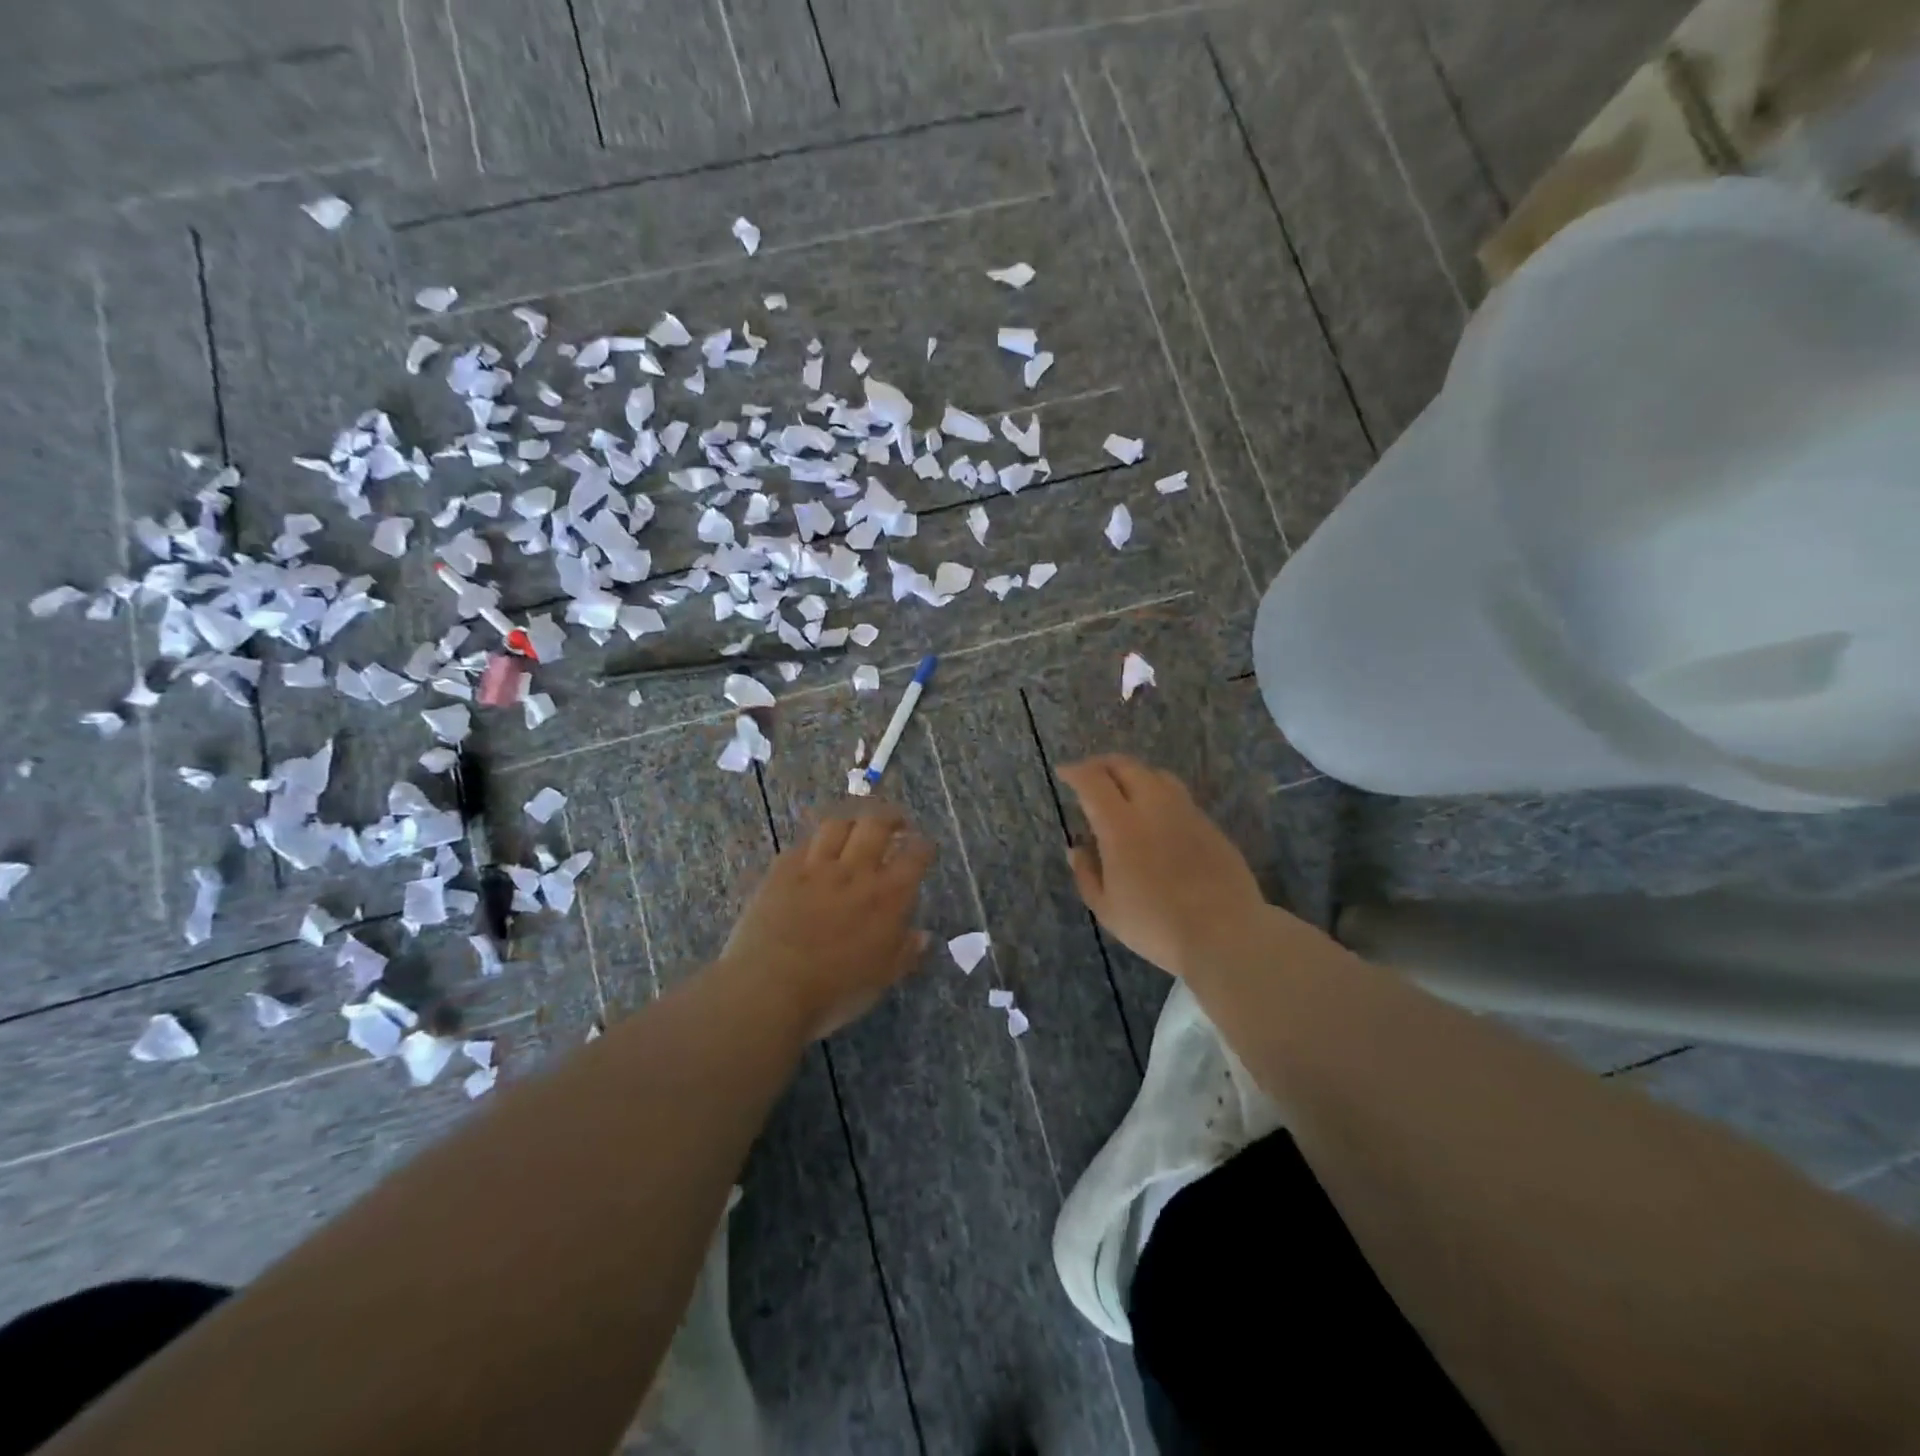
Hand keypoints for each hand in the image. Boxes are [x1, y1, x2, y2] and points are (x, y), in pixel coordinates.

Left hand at [719, 804, 934, 1040]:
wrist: (769, 989)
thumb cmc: (834, 992)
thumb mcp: (881, 979)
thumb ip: (905, 952)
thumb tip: (923, 935)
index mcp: (888, 896)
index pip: (915, 855)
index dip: (923, 846)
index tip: (924, 847)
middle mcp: (855, 872)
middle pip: (876, 824)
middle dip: (890, 817)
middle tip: (895, 823)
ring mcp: (815, 867)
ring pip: (838, 825)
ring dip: (852, 822)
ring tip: (855, 829)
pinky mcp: (781, 871)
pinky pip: (802, 844)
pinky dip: (815, 844)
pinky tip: (815, 852)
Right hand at [1057, 755, 1267, 978]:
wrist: (1225, 935)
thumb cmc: (1156, 926)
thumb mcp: (1107, 909)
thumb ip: (1087, 874)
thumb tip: (1077, 849)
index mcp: (1121, 826)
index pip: (1093, 781)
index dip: (1075, 772)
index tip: (1064, 772)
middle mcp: (1154, 807)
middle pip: (1126, 766)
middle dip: (1102, 765)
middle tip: (1089, 775)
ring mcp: (1186, 813)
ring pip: (1156, 775)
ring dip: (1133, 775)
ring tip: (1123, 791)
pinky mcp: (1210, 825)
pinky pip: (1178, 796)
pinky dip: (1157, 794)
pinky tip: (1155, 817)